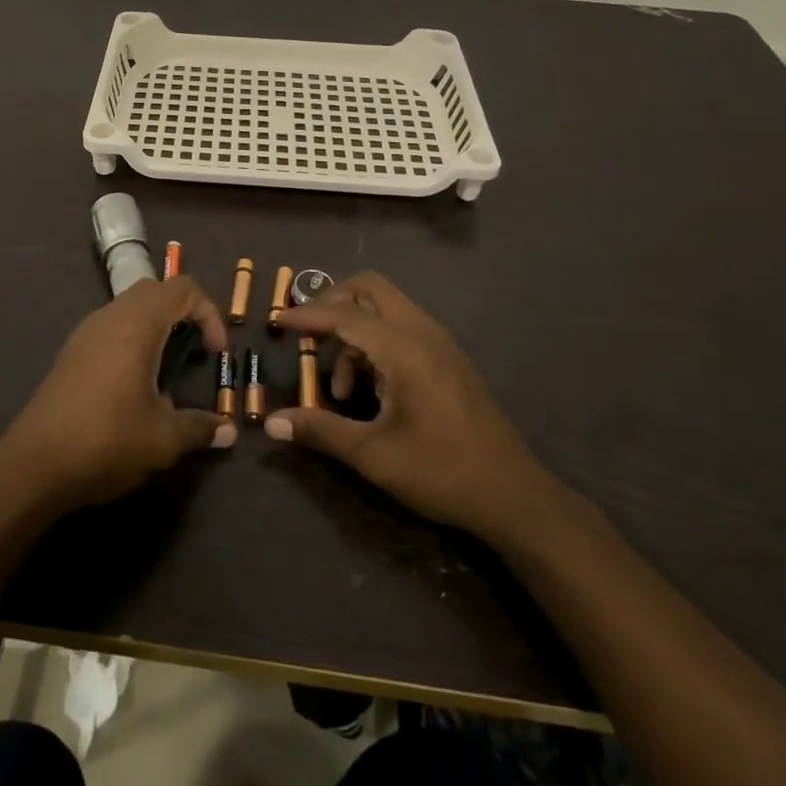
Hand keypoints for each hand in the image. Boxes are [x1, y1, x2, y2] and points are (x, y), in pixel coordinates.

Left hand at [0, 277, 234, 509]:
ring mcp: (86, 333)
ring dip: (156, 325)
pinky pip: (110, 327)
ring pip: (129, 307)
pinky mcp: (71, 353)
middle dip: (183, 312)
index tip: (217, 353)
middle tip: (196, 349)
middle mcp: (110, 317)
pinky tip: (135, 383)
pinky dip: (132, 339)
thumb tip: (228, 432)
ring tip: (168, 368)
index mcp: (136, 324)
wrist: (34, 465)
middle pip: (154, 291)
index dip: (209, 312)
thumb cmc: (106, 440)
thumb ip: (200, 428)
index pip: (182, 288)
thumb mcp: (163, 439)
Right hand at [270, 273, 565, 540]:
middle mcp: (423, 333)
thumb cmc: (441, 472)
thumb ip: (321, 431)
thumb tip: (272, 423)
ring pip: (386, 308)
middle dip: (333, 304)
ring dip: (354, 329)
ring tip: (340, 386)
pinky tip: (369, 389)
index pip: (344, 314)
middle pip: (369, 289)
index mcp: (404, 350)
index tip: (275, 321)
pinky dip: (375, 341)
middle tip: (309, 337)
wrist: (513, 496)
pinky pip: (402, 327)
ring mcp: (440, 343)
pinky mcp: (448, 358)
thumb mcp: (373, 456)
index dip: (306, 316)